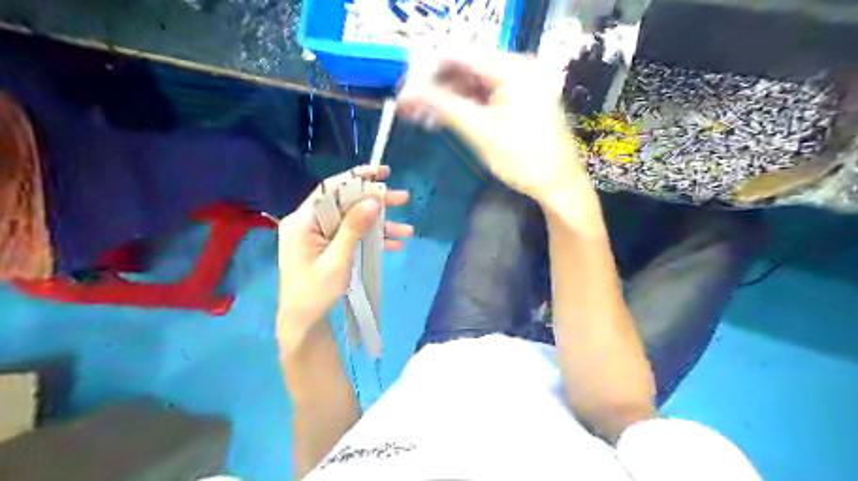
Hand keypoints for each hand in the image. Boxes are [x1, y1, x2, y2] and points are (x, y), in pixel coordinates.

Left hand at [275, 165, 407, 345]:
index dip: (358, 177)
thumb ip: (353, 229)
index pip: (331, 189)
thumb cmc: (314, 293)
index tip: (383, 172)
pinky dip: (371, 239)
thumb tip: (373, 201)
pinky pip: (352, 236)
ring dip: (380, 225)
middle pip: (346, 203)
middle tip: (404, 199)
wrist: (301, 322)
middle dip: (376, 202)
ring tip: (407, 231)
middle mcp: (309, 222)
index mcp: (303, 221)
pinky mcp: (327, 246)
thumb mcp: (336, 261)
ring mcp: (319, 235)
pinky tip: (394, 245)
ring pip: (353, 221)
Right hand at [396, 51, 589, 202]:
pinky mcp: (522, 101)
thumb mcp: (480, 132)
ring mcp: (522, 85)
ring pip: (475, 84)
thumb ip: (443, 106)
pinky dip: (466, 106)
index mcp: (512, 68)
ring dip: (449, 98)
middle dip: (437, 87)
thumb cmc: (523, 158)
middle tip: (412, 106)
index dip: (428, 71)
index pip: (458, 57)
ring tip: (424, 115)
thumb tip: (408, 93)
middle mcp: (518, 68)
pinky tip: (448, 117)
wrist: (559, 184)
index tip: (406, 89)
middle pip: (467, 69)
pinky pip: (487, 96)